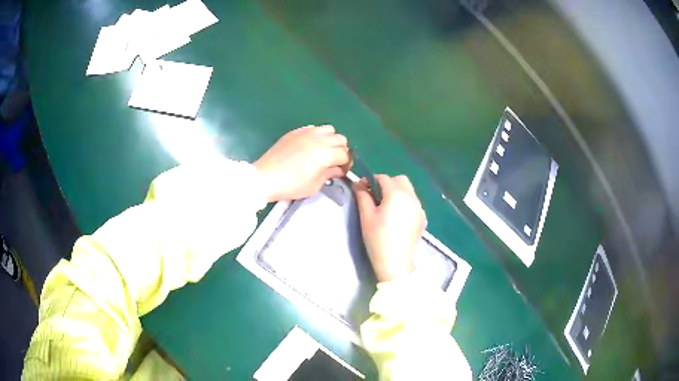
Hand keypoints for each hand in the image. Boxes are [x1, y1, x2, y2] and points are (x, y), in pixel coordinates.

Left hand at [254, 125, 350, 201]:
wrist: (266, 177)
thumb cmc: (291, 185)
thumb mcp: (314, 185)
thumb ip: (329, 174)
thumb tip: (337, 169)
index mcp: (326, 153)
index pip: (345, 154)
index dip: (346, 164)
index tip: (341, 171)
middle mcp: (319, 139)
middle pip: (340, 139)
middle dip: (341, 150)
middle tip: (334, 161)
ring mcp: (306, 133)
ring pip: (328, 129)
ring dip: (330, 139)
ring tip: (323, 151)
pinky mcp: (295, 132)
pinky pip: (313, 128)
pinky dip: (317, 135)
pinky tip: (310, 146)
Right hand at [354, 174, 425, 282]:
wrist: (395, 262)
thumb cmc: (377, 238)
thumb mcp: (366, 216)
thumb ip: (362, 196)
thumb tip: (358, 184)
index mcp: (396, 194)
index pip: (383, 178)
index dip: (371, 180)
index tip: (362, 188)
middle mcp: (411, 197)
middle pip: (400, 180)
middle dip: (387, 183)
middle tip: (376, 196)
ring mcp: (419, 208)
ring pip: (409, 191)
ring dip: (397, 192)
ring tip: (386, 207)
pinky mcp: (423, 218)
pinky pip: (414, 203)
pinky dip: (405, 203)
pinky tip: (397, 217)